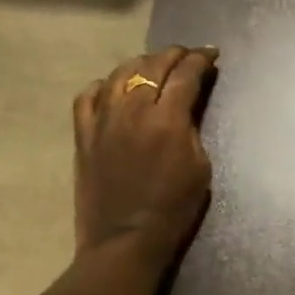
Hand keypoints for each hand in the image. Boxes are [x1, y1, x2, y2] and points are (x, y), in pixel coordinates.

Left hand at [73, 46, 217, 262]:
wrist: (125, 240)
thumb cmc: (173, 210)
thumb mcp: (200, 169)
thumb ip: (192, 130)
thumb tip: (186, 108)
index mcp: (168, 119)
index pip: (186, 74)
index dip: (201, 60)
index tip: (211, 55)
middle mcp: (133, 109)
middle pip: (153, 66)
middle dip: (174, 55)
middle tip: (187, 56)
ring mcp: (103, 119)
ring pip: (121, 73)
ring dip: (141, 64)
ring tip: (153, 67)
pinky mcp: (83, 134)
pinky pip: (89, 95)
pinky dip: (105, 85)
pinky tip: (114, 89)